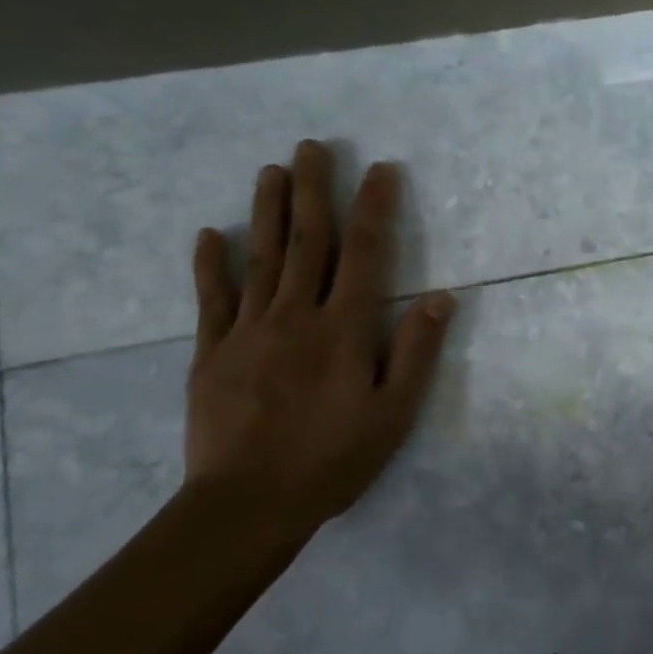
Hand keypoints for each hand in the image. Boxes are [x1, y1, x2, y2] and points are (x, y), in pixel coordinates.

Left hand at [184, 140, 454, 527]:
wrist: (246, 506)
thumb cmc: (331, 460)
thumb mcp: (393, 414)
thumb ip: (415, 352)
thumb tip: (442, 298)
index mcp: (343, 329)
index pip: (365, 254)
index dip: (374, 208)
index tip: (379, 169)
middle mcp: (297, 316)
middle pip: (308, 241)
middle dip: (313, 190)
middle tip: (311, 146)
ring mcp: (249, 331)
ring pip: (262, 258)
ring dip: (267, 210)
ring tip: (271, 170)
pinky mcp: (212, 353)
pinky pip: (212, 300)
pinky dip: (211, 265)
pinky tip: (210, 234)